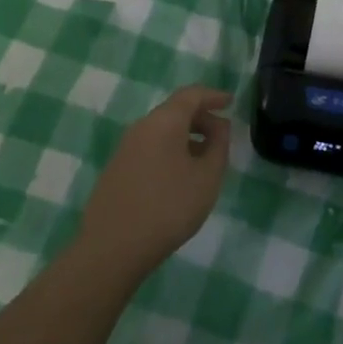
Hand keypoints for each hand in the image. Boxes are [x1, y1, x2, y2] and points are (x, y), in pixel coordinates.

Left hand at [77, 86, 231, 281]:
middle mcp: (142, 127)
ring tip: (204, 158)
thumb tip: (219, 126)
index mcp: (164, 121)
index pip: (191, 95)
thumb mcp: (207, 177)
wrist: (112, 248)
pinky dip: (170, 150)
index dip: (213, 96)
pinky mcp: (116, 169)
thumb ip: (219, 146)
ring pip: (161, 131)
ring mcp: (125, 148)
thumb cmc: (168, 207)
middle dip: (201, 118)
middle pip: (175, 111)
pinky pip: (150, 147)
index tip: (230, 102)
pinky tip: (179, 176)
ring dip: (186, 137)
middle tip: (222, 135)